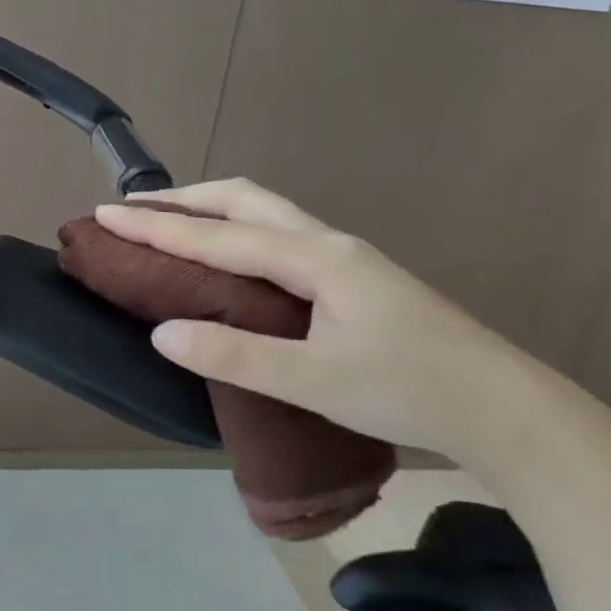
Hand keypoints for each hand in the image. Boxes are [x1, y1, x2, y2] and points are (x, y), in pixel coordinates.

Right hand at [94, 179, 562, 462]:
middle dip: (184, 200)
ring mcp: (345, 258)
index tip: (106, 214)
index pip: (218, 235)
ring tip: (174, 223)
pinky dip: (238, 231)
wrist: (504, 410)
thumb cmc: (407, 391)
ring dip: (212, 210)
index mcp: (314, 259)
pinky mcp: (354, 278)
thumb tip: (162, 332)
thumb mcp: (313, 382)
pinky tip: (232, 257)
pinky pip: (280, 235)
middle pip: (243, 200)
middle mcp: (327, 244)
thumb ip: (235, 356)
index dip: (157, 226)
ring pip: (265, 213)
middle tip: (136, 210)